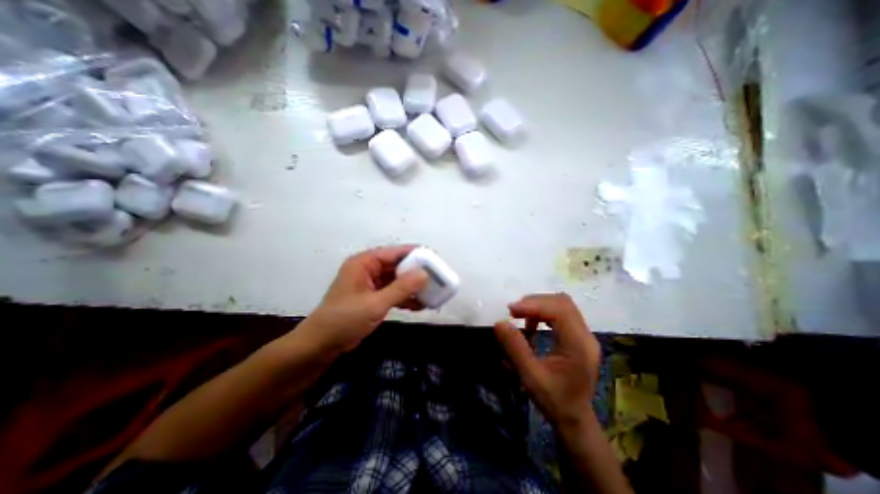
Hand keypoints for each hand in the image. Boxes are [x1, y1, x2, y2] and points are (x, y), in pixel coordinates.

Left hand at [299, 245, 430, 354]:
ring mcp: (371, 284)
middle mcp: (369, 269)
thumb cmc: (344, 320)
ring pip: (397, 280)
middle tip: (437, 278)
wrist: (321, 346)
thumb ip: (401, 288)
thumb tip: (425, 274)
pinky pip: (393, 293)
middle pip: (398, 266)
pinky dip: (405, 298)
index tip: (435, 259)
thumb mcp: (375, 303)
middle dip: (416, 273)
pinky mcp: (373, 298)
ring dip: (413, 287)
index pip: (395, 253)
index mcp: (365, 263)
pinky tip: (421, 305)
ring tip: (433, 292)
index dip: (416, 254)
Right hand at [492, 294, 601, 428]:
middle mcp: (585, 336)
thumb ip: (515, 348)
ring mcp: (584, 335)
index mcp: (578, 346)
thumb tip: (500, 323)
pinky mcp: (579, 336)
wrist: (575, 419)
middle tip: (514, 312)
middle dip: (535, 302)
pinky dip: (544, 313)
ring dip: (539, 306)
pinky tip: (532, 326)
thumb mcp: (530, 376)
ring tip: (521, 317)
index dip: (534, 305)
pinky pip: (562, 313)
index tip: (511, 311)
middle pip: (562, 303)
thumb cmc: (554, 400)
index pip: (560, 311)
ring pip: (562, 305)